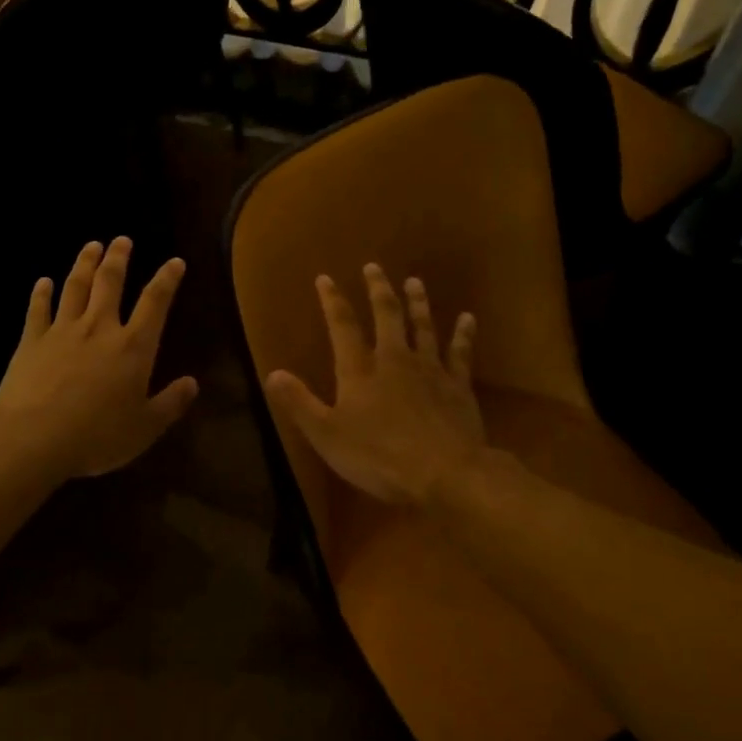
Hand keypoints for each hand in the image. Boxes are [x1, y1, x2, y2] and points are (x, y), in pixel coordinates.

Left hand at [0, 237, 199, 481]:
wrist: (34, 437)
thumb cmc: (97, 436)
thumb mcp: (145, 428)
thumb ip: (170, 403)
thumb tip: (192, 383)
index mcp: (132, 347)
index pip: (155, 303)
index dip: (167, 279)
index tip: (174, 261)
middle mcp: (99, 328)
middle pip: (110, 283)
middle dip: (118, 258)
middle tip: (122, 239)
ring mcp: (62, 331)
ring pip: (75, 287)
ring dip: (84, 264)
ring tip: (91, 245)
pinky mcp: (32, 341)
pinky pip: (38, 310)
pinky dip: (41, 294)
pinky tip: (43, 282)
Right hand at [265, 264, 485, 506]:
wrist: (445, 474)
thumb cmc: (378, 456)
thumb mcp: (326, 434)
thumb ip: (299, 402)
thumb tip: (272, 373)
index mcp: (359, 370)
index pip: (342, 325)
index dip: (332, 300)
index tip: (325, 278)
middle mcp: (394, 359)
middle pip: (386, 315)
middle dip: (378, 290)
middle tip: (373, 267)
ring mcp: (430, 369)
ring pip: (423, 326)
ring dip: (418, 302)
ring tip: (414, 281)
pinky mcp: (458, 385)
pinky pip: (461, 352)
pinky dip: (464, 334)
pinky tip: (468, 318)